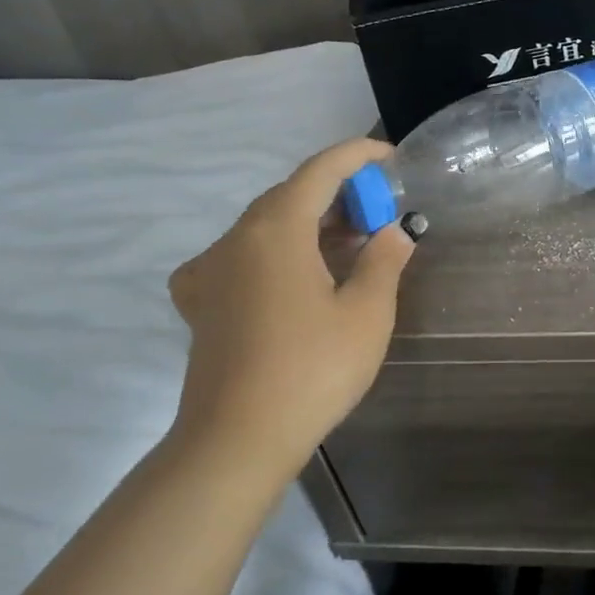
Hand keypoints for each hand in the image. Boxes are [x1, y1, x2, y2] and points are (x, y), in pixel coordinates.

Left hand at [166, 138, 415, 471]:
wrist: (238, 439)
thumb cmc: (312, 370)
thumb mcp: (367, 314)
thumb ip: (383, 262)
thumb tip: (393, 232)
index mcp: (276, 230)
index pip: (320, 170)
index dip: (357, 154)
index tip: (390, 155)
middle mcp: (235, 238)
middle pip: (290, 195)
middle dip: (338, 195)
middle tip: (379, 214)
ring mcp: (211, 270)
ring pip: (266, 226)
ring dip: (310, 224)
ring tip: (350, 245)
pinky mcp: (201, 302)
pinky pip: (241, 257)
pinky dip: (277, 252)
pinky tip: (293, 276)